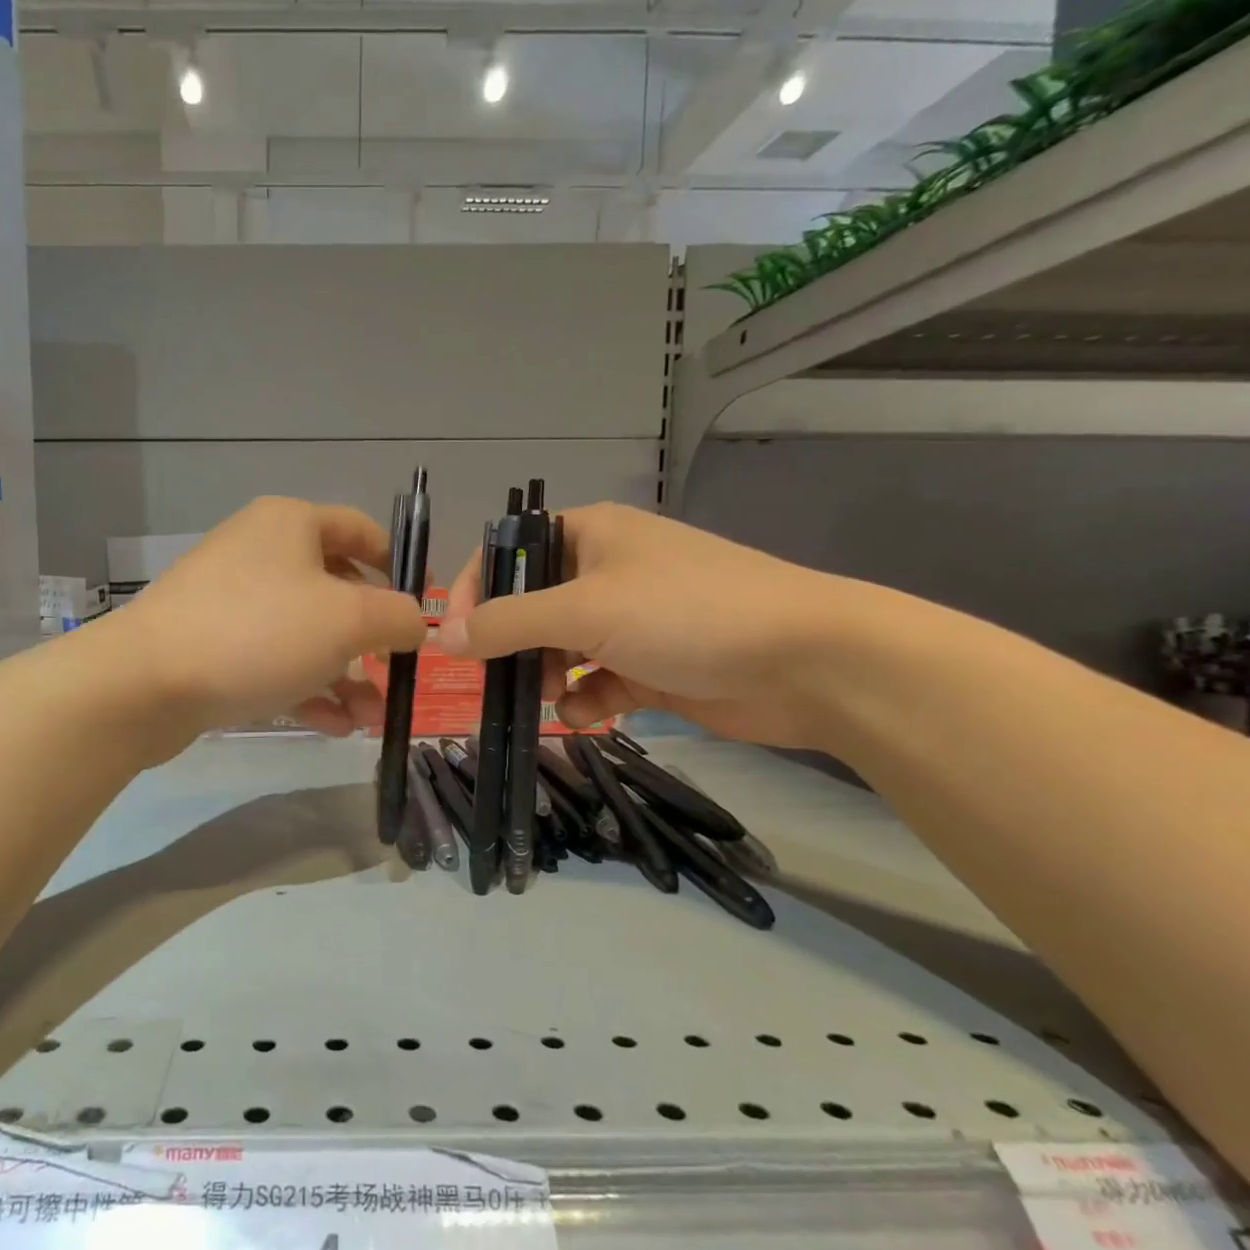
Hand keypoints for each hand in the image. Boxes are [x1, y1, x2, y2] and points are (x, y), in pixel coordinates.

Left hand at [110, 497, 428, 741]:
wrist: (146, 682)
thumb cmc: (258, 632)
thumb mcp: (348, 620)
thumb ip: (397, 617)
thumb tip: (415, 622)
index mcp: (290, 525)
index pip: (360, 531)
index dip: (398, 566)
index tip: (422, 607)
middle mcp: (260, 553)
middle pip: (335, 590)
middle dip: (371, 641)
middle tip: (395, 677)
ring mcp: (232, 601)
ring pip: (305, 635)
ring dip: (344, 677)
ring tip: (370, 720)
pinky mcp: (212, 646)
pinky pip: (273, 661)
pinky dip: (306, 689)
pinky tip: (334, 728)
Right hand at [439, 503, 859, 747]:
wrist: (807, 662)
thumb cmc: (686, 614)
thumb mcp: (584, 610)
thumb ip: (506, 623)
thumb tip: (442, 638)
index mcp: (589, 535)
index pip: (509, 551)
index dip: (474, 589)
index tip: (454, 637)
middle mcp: (605, 571)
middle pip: (531, 605)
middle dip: (512, 644)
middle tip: (501, 676)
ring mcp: (630, 621)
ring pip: (559, 648)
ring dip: (546, 675)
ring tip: (552, 695)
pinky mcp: (651, 665)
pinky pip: (596, 681)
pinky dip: (584, 700)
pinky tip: (586, 715)